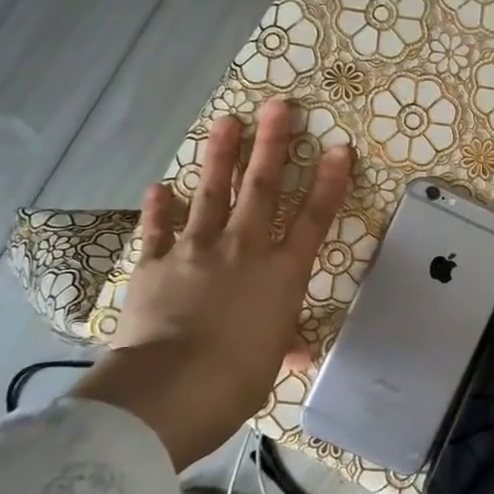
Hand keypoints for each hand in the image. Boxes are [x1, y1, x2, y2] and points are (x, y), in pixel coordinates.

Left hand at [73, 99, 352, 466]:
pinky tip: (158, 186)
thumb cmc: (238, 379)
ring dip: (220, 155)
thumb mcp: (270, 363)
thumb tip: (297, 354)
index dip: (328, 182)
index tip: (338, 148)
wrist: (173, 387)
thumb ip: (282, 345)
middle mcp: (243, 250)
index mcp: (281, 274)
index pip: (313, 220)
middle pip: (262, 188)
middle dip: (273, 144)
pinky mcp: (155, 263)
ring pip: (211, 193)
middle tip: (279, 106)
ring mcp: (196, 250)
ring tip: (226, 121)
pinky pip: (157, 229)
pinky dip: (158, 208)